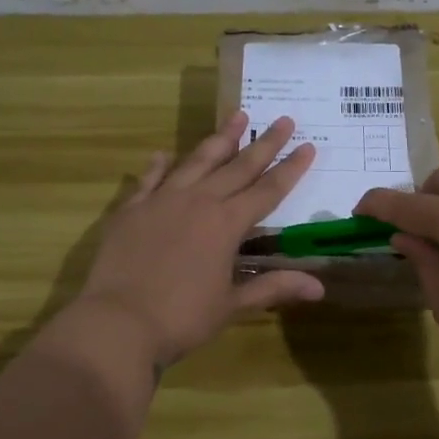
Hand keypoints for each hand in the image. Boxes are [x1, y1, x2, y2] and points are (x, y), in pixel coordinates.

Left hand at [73, 112, 323, 366]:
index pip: (268, 190)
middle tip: (283, 119)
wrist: (118, 322)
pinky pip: (149, 179)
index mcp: (226, 224)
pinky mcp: (131, 209)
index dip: (290, 169)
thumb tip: (320, 287)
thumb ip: (273, 288)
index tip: (308, 145)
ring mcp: (161, 201)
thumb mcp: (232, 306)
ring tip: (237, 116)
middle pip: (237, 167)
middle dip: (264, 144)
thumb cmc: (182, 318)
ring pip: (197, 161)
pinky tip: (164, 153)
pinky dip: (159, 165)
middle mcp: (198, 202)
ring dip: (219, 139)